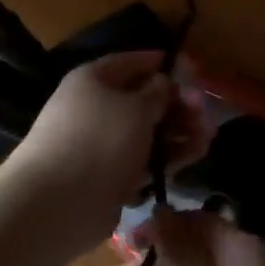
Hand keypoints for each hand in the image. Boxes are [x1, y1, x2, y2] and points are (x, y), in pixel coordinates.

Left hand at [3, 51, 211, 258]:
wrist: (57, 204)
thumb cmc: (99, 140)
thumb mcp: (136, 108)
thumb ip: (157, 92)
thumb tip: (163, 82)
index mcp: (95, 79)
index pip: (134, 62)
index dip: (165, 64)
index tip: (196, 71)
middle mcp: (96, 107)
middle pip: (145, 99)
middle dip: (178, 104)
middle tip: (206, 114)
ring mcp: (103, 143)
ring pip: (148, 131)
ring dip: (179, 132)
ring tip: (207, 139)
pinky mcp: (110, 174)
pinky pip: (144, 158)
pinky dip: (168, 156)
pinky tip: (193, 156)